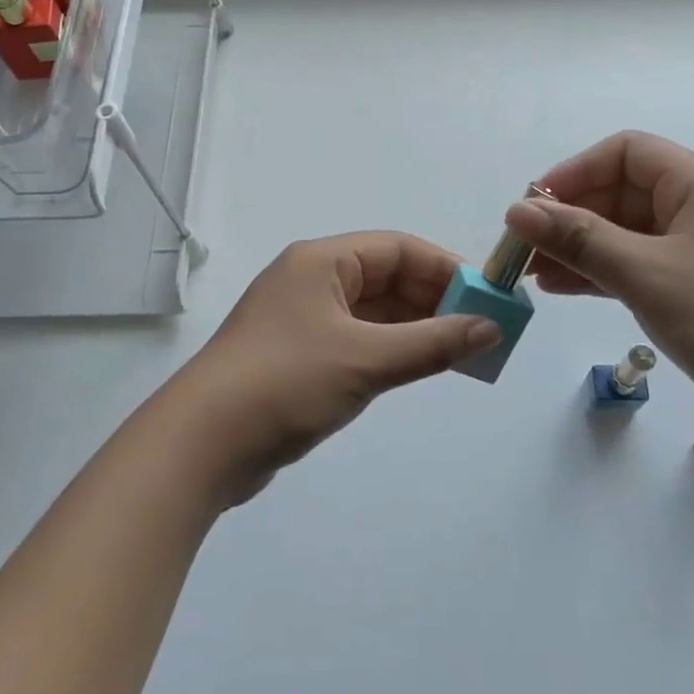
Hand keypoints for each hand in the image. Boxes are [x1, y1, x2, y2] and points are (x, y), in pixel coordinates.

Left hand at [164, 233, 500, 504]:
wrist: (202, 444)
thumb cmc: (286, 382)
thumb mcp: (366, 360)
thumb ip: (432, 343)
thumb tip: (490, 328)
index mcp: (320, 261)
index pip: (397, 248)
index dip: (445, 268)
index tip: (487, 297)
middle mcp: (311, 281)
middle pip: (386, 278)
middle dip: (434, 301)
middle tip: (481, 330)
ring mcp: (302, 320)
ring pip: (373, 312)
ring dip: (415, 328)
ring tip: (461, 352)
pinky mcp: (299, 356)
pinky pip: (357, 340)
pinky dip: (390, 350)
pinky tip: (419, 368)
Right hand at [504, 132, 693, 466]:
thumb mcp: (647, 274)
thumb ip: (579, 239)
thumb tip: (517, 209)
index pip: (625, 153)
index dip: (574, 173)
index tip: (532, 208)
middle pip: (622, 193)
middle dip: (570, 215)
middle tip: (523, 250)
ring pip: (627, 236)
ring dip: (580, 249)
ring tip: (532, 275)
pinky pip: (640, 270)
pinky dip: (602, 275)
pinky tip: (565, 290)